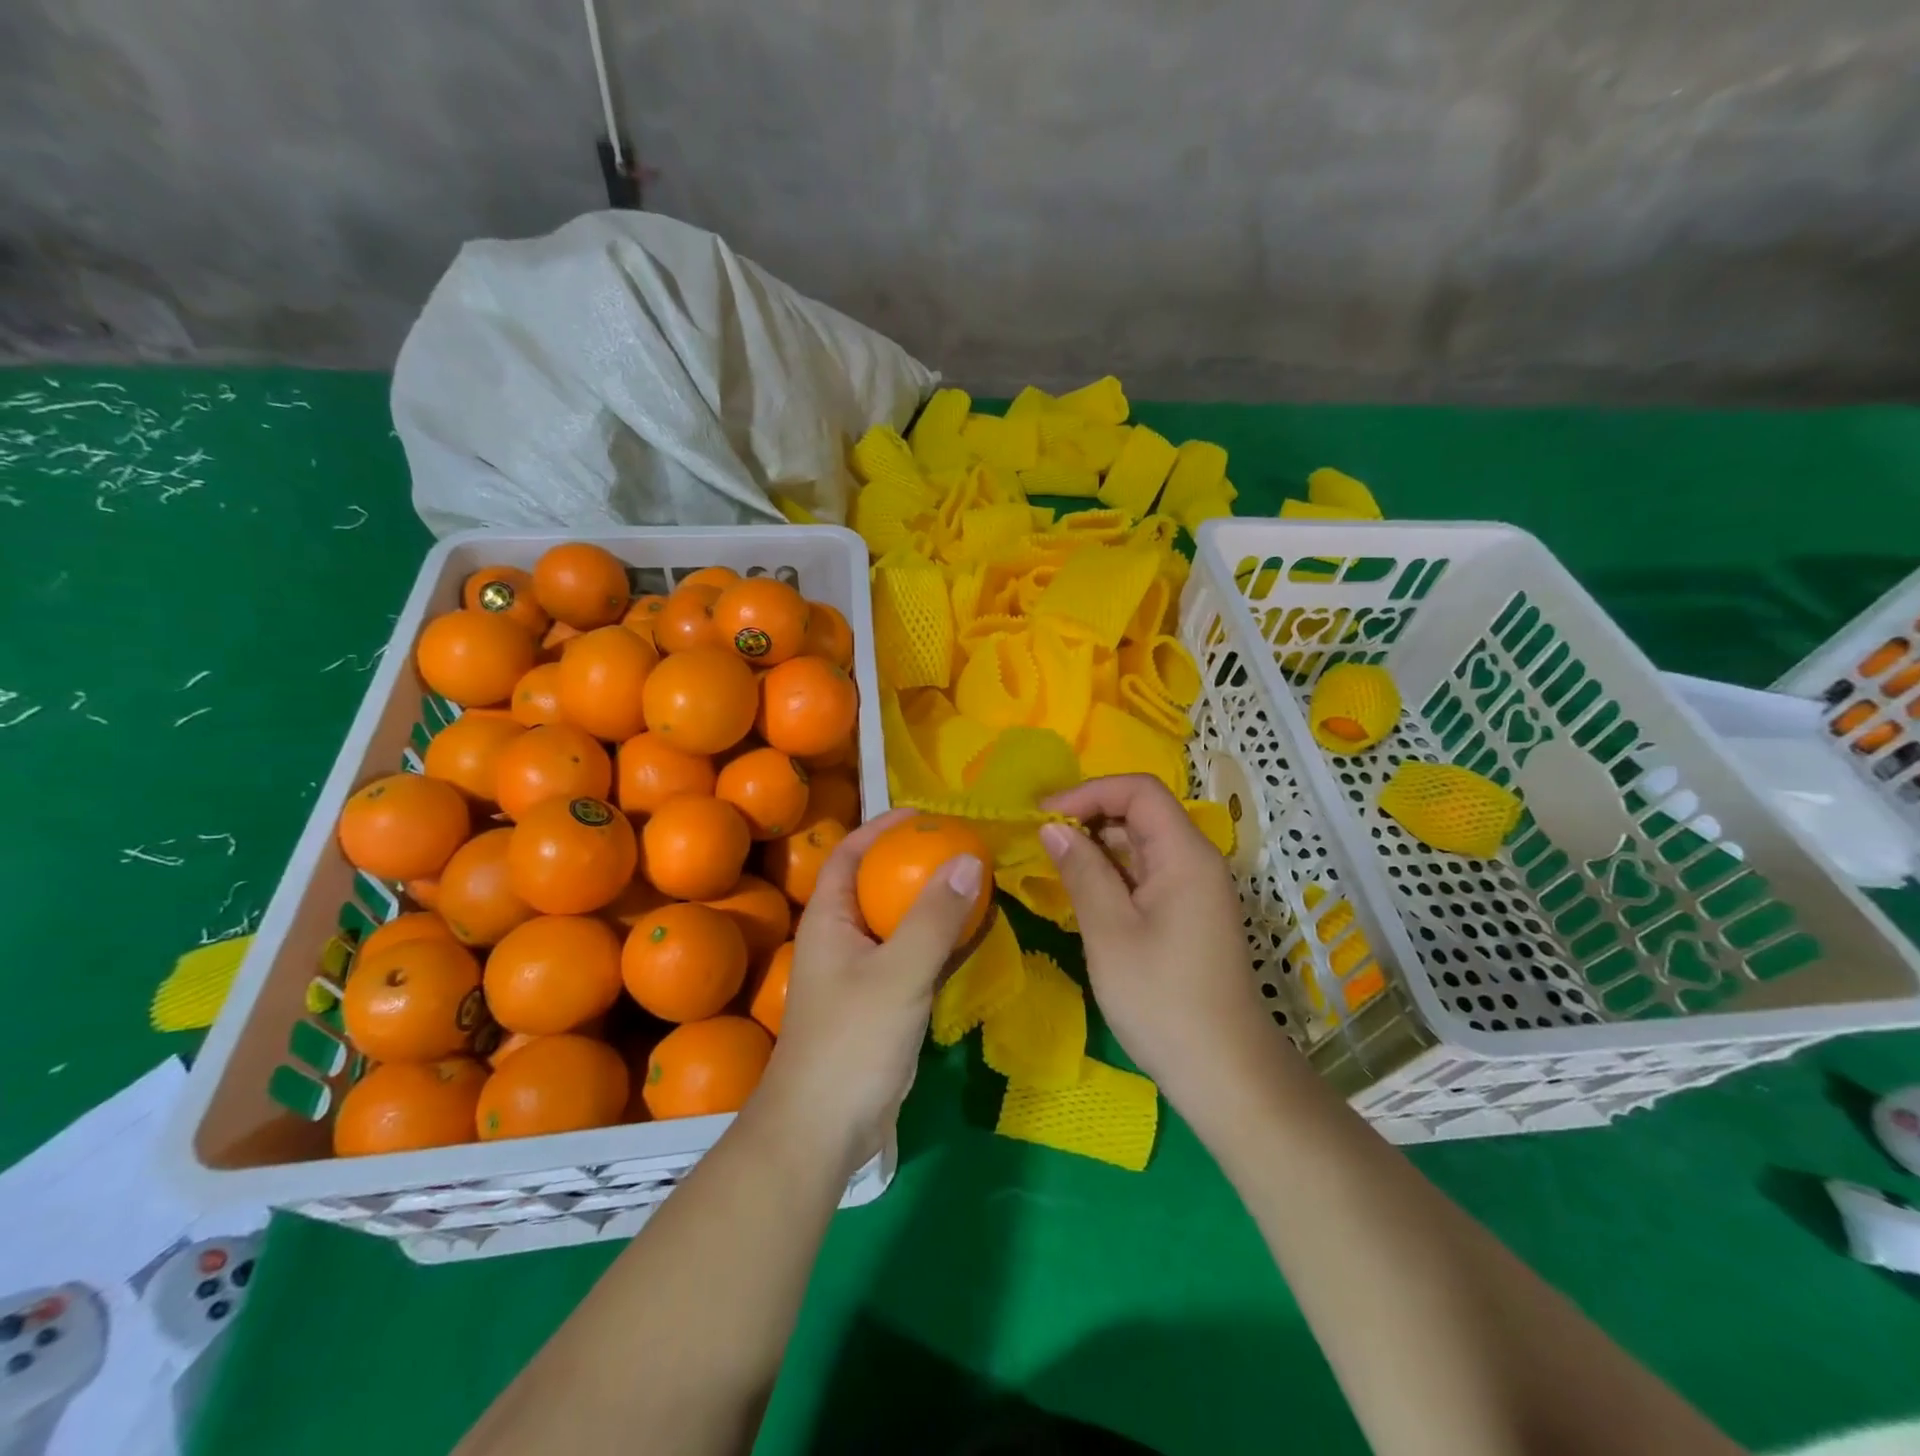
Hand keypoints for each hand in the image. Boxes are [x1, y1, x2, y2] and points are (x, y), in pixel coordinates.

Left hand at [751, 807, 985, 1176]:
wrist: (824, 1131)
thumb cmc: (851, 1042)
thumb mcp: (898, 973)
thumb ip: (934, 918)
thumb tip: (969, 859)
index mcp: (830, 920)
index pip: (849, 854)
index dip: (881, 827)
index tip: (924, 813)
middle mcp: (842, 939)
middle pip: (877, 885)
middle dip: (915, 863)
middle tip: (962, 848)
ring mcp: (862, 974)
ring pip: (900, 923)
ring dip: (933, 903)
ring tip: (975, 882)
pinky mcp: (882, 1004)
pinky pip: (914, 958)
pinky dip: (941, 942)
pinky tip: (973, 936)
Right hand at [1040, 775, 1294, 1126]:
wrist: (1224, 1072)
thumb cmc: (1162, 1000)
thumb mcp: (1110, 932)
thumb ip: (1082, 871)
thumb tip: (1052, 827)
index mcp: (1185, 855)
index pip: (1138, 791)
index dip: (1089, 792)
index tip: (1044, 816)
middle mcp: (1195, 861)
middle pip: (1141, 812)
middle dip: (1089, 816)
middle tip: (1039, 840)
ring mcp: (1194, 889)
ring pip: (1142, 844)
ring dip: (1097, 846)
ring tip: (1051, 864)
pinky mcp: (1188, 914)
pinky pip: (1146, 874)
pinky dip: (1111, 873)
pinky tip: (1081, 892)